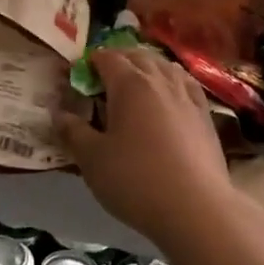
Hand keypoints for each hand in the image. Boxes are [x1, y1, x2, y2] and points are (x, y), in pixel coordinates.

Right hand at [56, 48, 242, 253]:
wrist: (196, 208)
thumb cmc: (136, 180)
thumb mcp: (92, 160)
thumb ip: (73, 132)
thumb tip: (58, 112)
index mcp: (129, 84)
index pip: (107, 57)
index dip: (91, 62)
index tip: (79, 76)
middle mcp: (159, 79)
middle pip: (137, 56)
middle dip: (118, 61)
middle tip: (104, 80)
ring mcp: (186, 95)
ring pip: (164, 66)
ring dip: (147, 67)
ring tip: (136, 84)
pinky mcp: (205, 114)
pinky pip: (186, 84)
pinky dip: (172, 81)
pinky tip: (169, 95)